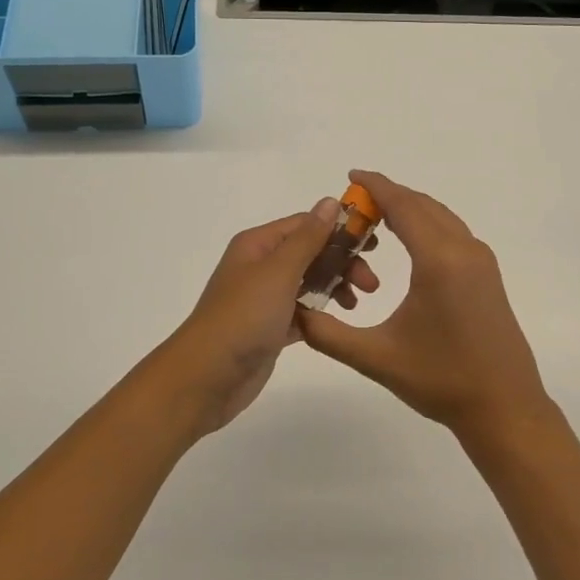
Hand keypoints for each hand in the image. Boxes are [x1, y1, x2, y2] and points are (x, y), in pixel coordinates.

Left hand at [157, 199, 380, 435]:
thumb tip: (330, 201)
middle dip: (342, 262)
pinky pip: (303, 311)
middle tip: (371, 283)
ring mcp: (265, 298)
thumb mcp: (279, 271)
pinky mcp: (270, 328)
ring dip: (336, 286)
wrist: (206, 378)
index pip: (306, 224)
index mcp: (258, 245)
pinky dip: (321, 312)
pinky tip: (339, 321)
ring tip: (357, 303)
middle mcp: (260, 266)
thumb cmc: (243, 317)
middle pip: (311, 252)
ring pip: (310, 282)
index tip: (373, 243)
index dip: (339, 229)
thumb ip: (308, 238)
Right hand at [297, 170, 551, 439]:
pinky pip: (453, 231)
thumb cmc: (441, 381)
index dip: (376, 186)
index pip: (403, 206)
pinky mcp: (488, 273)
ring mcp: (481, 260)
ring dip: (409, 208)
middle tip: (354, 204)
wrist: (505, 407)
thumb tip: (294, 311)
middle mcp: (464, 249)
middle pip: (422, 205)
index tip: (351, 175)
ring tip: (376, 217)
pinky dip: (427, 223)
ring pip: (440, 216)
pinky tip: (409, 241)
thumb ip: (329, 334)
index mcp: (439, 260)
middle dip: (388, 196)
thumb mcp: (377, 358)